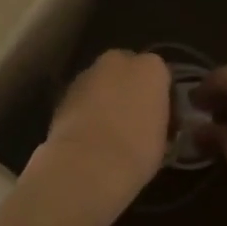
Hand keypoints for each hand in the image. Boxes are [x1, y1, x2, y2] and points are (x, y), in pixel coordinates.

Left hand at [30, 50, 171, 218]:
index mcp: (151, 68)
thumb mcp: (163, 137)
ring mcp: (87, 74)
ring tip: (107, 129)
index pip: (160, 74)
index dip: (158, 95)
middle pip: (126, 69)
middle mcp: (118, 61)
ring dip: (105, 97)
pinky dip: (85, 109)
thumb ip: (157, 117)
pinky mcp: (63, 92)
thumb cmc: (138, 150)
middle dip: (128, 87)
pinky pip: (82, 97)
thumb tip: (150, 121)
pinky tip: (88, 133)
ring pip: (101, 81)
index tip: (159, 117)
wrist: (88, 164)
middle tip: (132, 118)